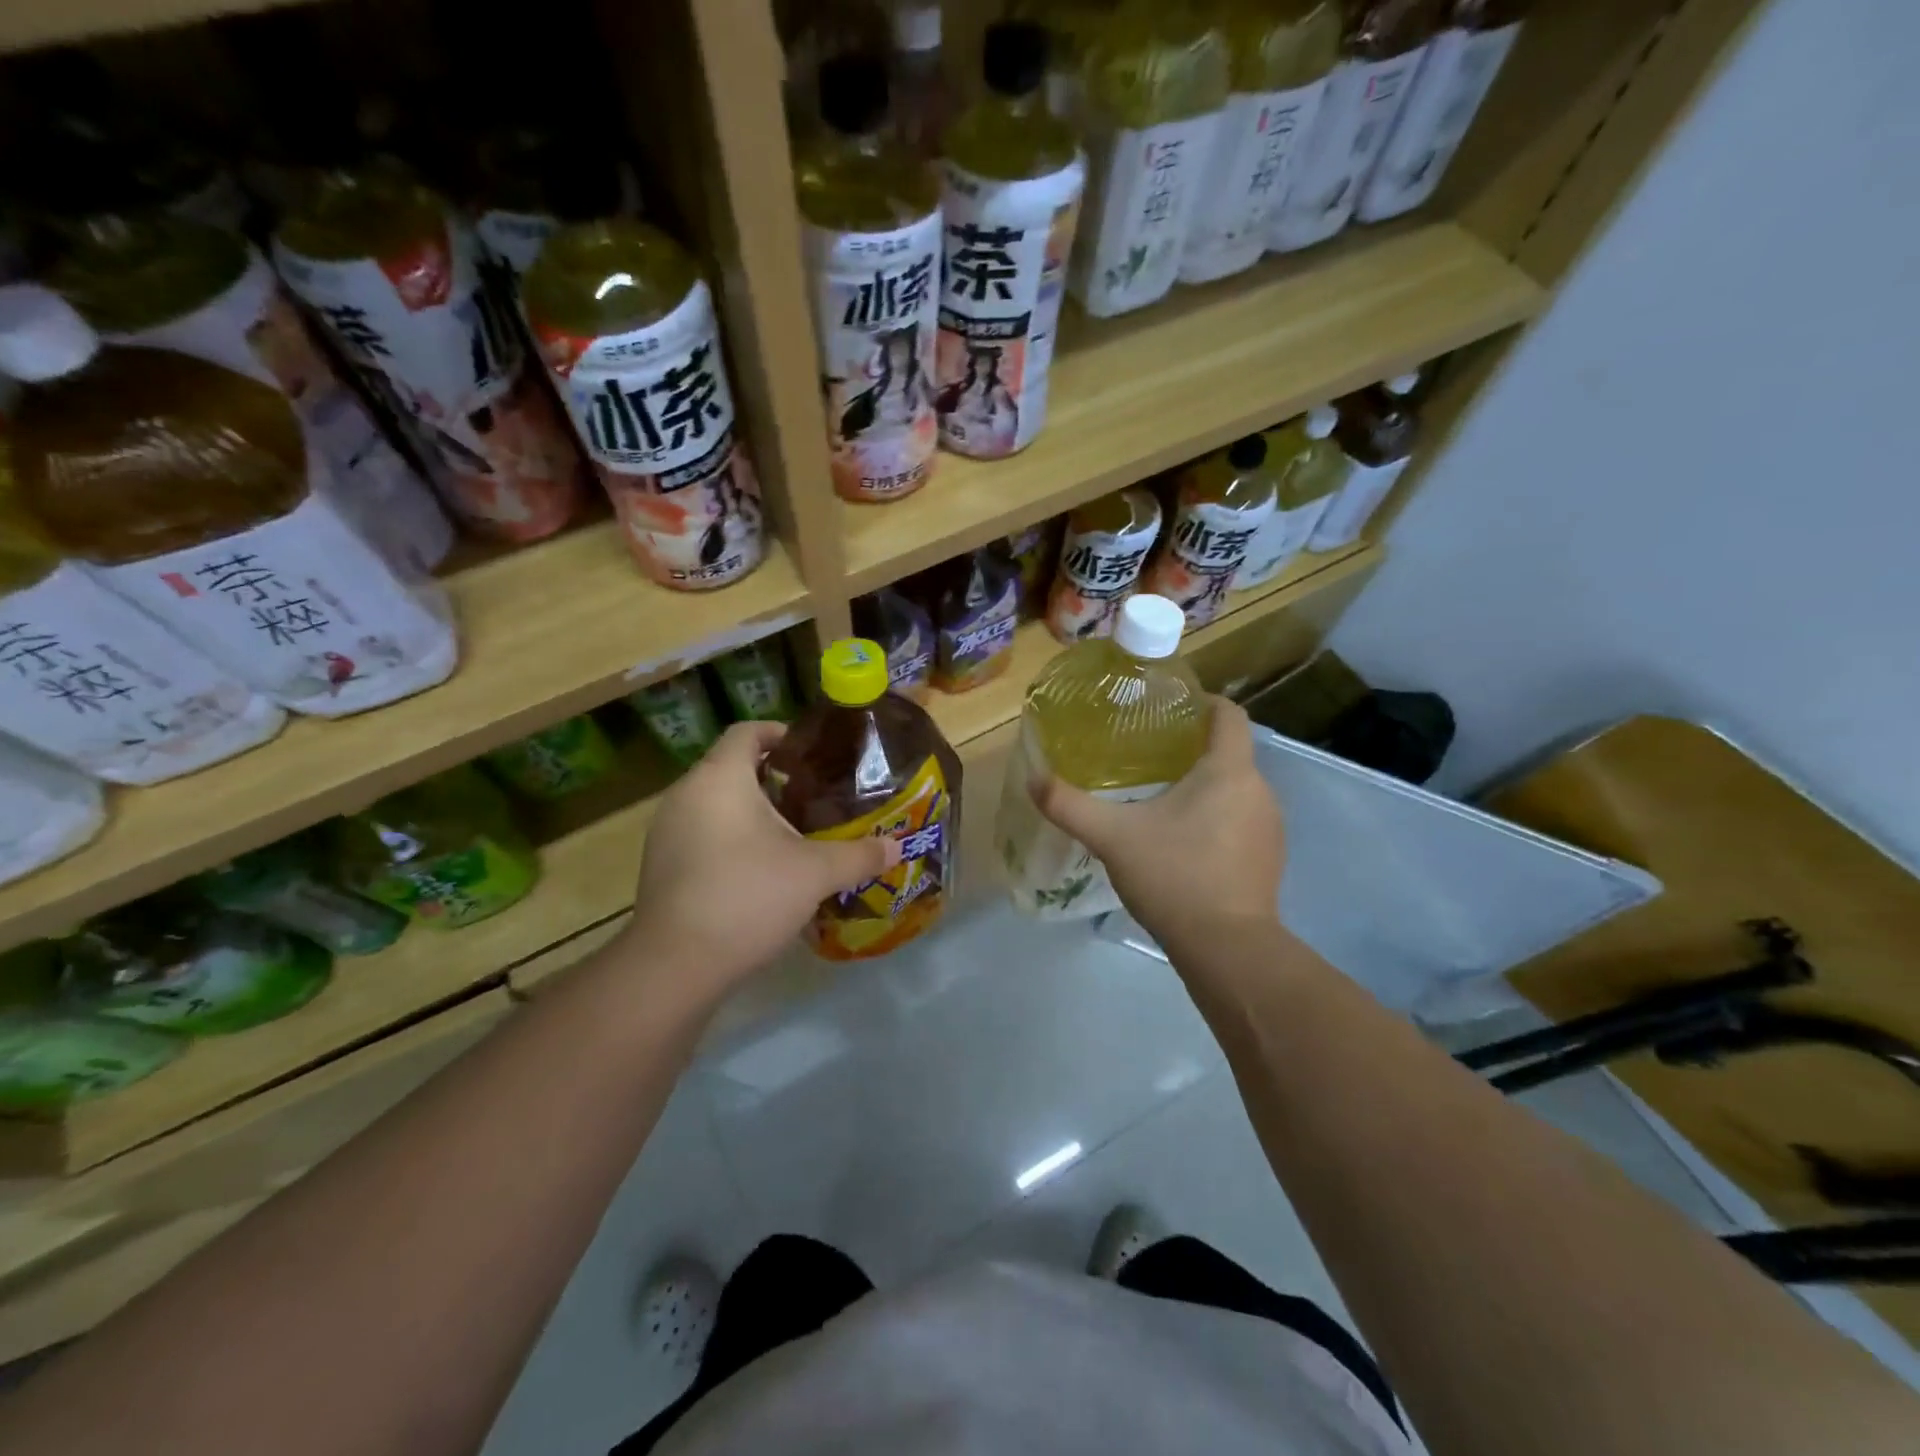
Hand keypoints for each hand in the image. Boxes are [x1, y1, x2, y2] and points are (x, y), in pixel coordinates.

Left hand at [629, 721, 898, 999]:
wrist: (675, 965)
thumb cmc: (748, 896)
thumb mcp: (815, 873)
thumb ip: (859, 855)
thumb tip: (896, 847)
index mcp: (720, 778)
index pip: (747, 732)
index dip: (781, 734)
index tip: (812, 754)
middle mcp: (686, 794)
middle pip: (730, 767)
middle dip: (772, 777)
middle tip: (813, 798)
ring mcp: (666, 831)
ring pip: (714, 803)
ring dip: (750, 811)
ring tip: (790, 834)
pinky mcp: (660, 864)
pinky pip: (700, 833)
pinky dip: (729, 837)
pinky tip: (757, 869)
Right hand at [1030, 697, 1283, 946]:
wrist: (1227, 949)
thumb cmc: (1174, 876)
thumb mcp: (1112, 837)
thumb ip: (1070, 805)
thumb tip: (1033, 778)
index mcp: (1229, 771)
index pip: (1229, 715)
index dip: (1203, 702)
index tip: (1169, 707)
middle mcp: (1260, 791)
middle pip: (1230, 752)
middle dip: (1193, 748)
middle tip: (1148, 754)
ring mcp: (1270, 827)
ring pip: (1235, 788)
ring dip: (1205, 785)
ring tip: (1161, 796)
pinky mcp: (1268, 858)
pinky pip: (1242, 819)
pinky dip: (1217, 817)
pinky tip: (1184, 840)